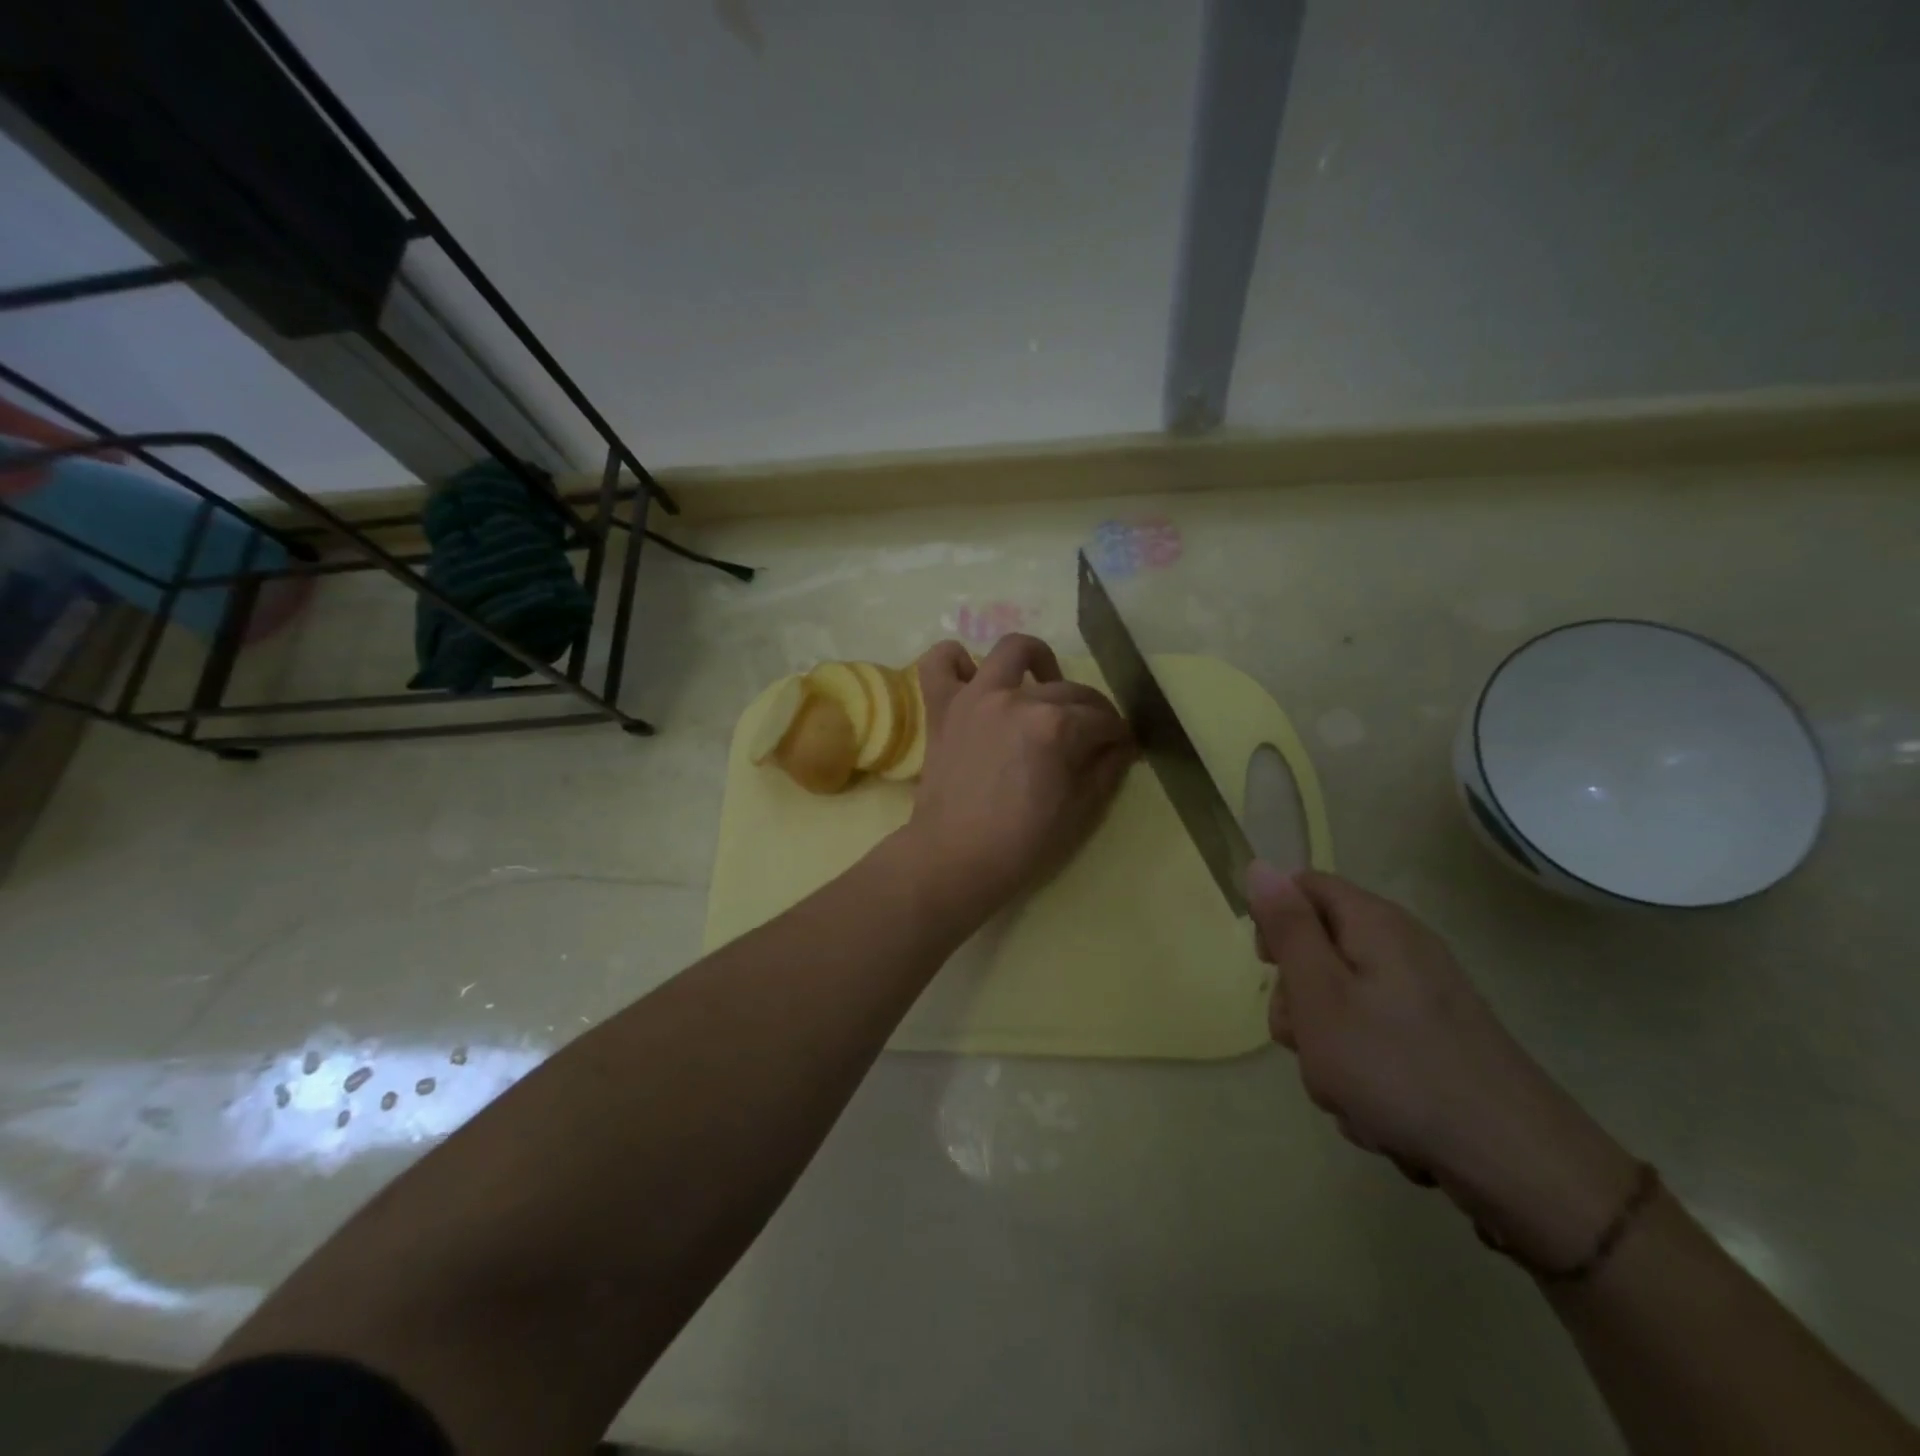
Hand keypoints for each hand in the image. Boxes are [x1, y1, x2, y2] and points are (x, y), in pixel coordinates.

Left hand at [902, 636, 1133, 928]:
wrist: (955, 860)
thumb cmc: (1023, 844)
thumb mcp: (1081, 812)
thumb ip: (1107, 769)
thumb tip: (1123, 744)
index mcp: (1056, 727)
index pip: (1101, 719)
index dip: (1118, 734)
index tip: (1121, 746)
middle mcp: (1017, 699)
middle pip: (1067, 690)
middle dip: (1090, 710)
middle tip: (1090, 736)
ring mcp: (976, 698)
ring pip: (1012, 650)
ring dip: (1035, 659)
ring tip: (1041, 685)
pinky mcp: (943, 708)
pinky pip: (940, 663)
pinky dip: (956, 661)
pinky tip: (973, 676)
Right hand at [1251, 864, 1640, 1271]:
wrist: (1514, 1163)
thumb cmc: (1395, 1068)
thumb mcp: (1319, 993)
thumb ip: (1287, 928)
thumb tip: (1260, 865)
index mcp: (1374, 923)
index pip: (1304, 887)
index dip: (1276, 920)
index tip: (1270, 969)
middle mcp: (1402, 948)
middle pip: (1320, 949)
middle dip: (1299, 1000)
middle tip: (1309, 1040)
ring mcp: (1424, 996)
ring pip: (1341, 1003)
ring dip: (1327, 1046)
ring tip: (1347, 1089)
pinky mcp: (1436, 1039)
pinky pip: (1373, 1040)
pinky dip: (1362, 1073)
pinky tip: (1378, 1111)